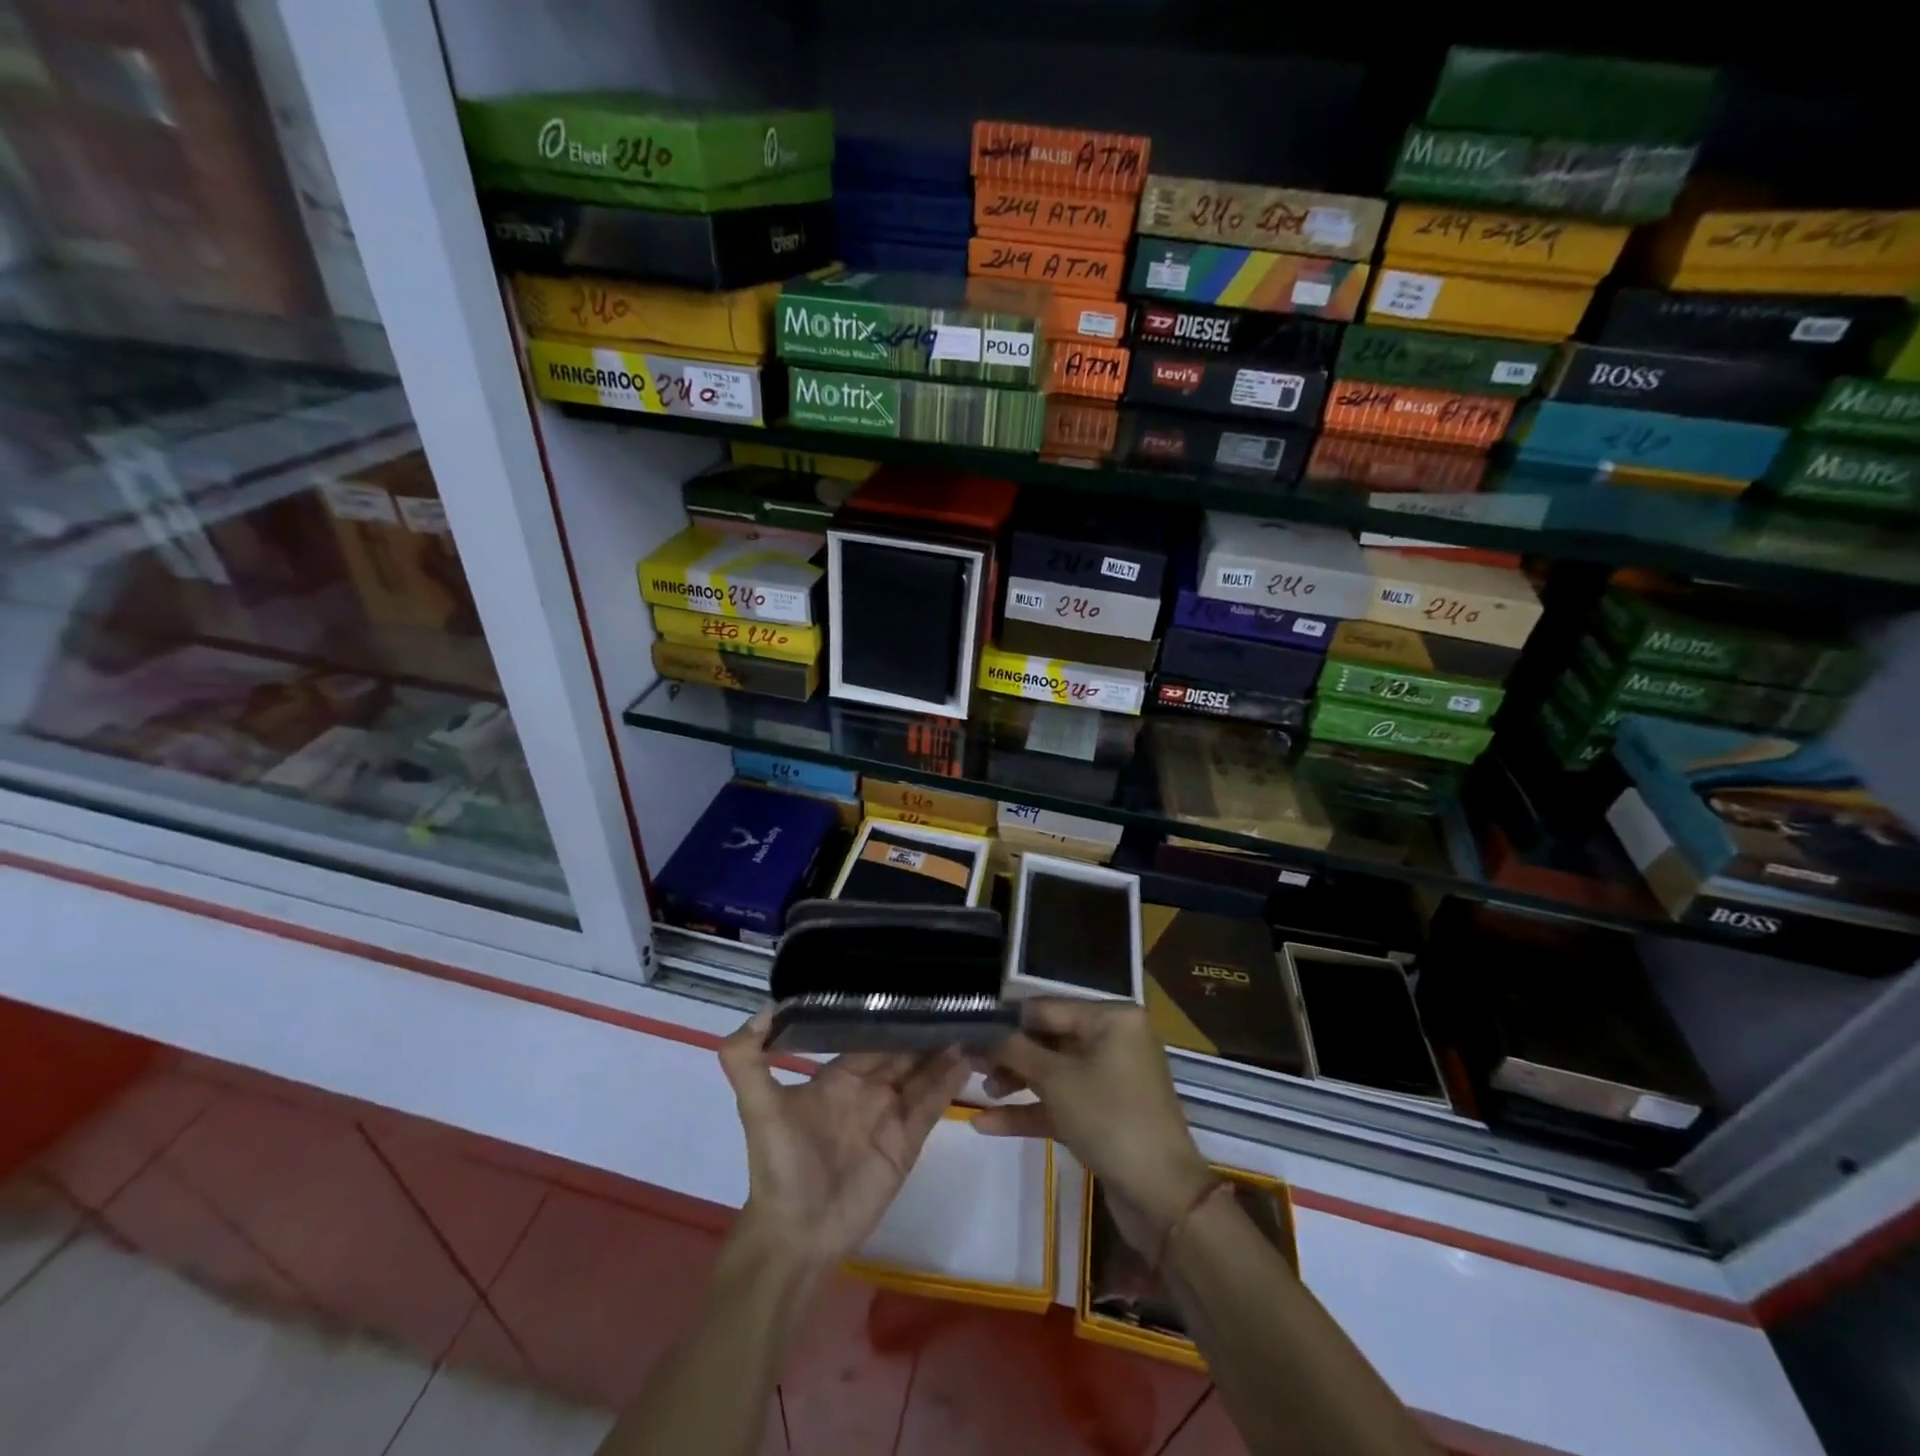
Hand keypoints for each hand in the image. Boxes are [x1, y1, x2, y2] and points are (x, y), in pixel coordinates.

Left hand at [720, 1011, 967, 1273]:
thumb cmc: (778, 1166)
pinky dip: (950, 1082)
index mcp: (839, 1076)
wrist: (795, 1236)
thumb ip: (747, 1059)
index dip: (892, 1012)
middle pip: (903, 1050)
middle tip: (956, 996)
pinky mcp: (907, 1142)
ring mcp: (890, 1114)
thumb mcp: (757, 1108)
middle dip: (925, 1026)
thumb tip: (765, 1007)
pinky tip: (968, 1057)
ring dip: (943, 1049)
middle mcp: (868, 1088)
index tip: (915, 985)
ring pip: (923, 1073)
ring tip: (972, 1019)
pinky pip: (932, 1105)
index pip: (871, 1034)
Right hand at [974, 1000, 1213, 1253]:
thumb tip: (979, 1032)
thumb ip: (1014, 1051)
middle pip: (1049, 1039)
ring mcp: (1110, 1079)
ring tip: (979, 1093)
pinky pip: (1062, 1102)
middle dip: (1009, 1054)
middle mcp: (1114, 1041)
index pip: (1046, 1008)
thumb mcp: (1055, 1079)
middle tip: (969, 1064)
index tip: (967, 1029)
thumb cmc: (1109, 1118)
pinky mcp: (1105, 1115)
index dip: (1006, 1020)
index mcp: (1111, 1018)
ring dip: (1016, 1082)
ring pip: (1053, 1072)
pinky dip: (1030, 1110)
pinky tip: (987, 1124)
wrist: (1162, 1198)